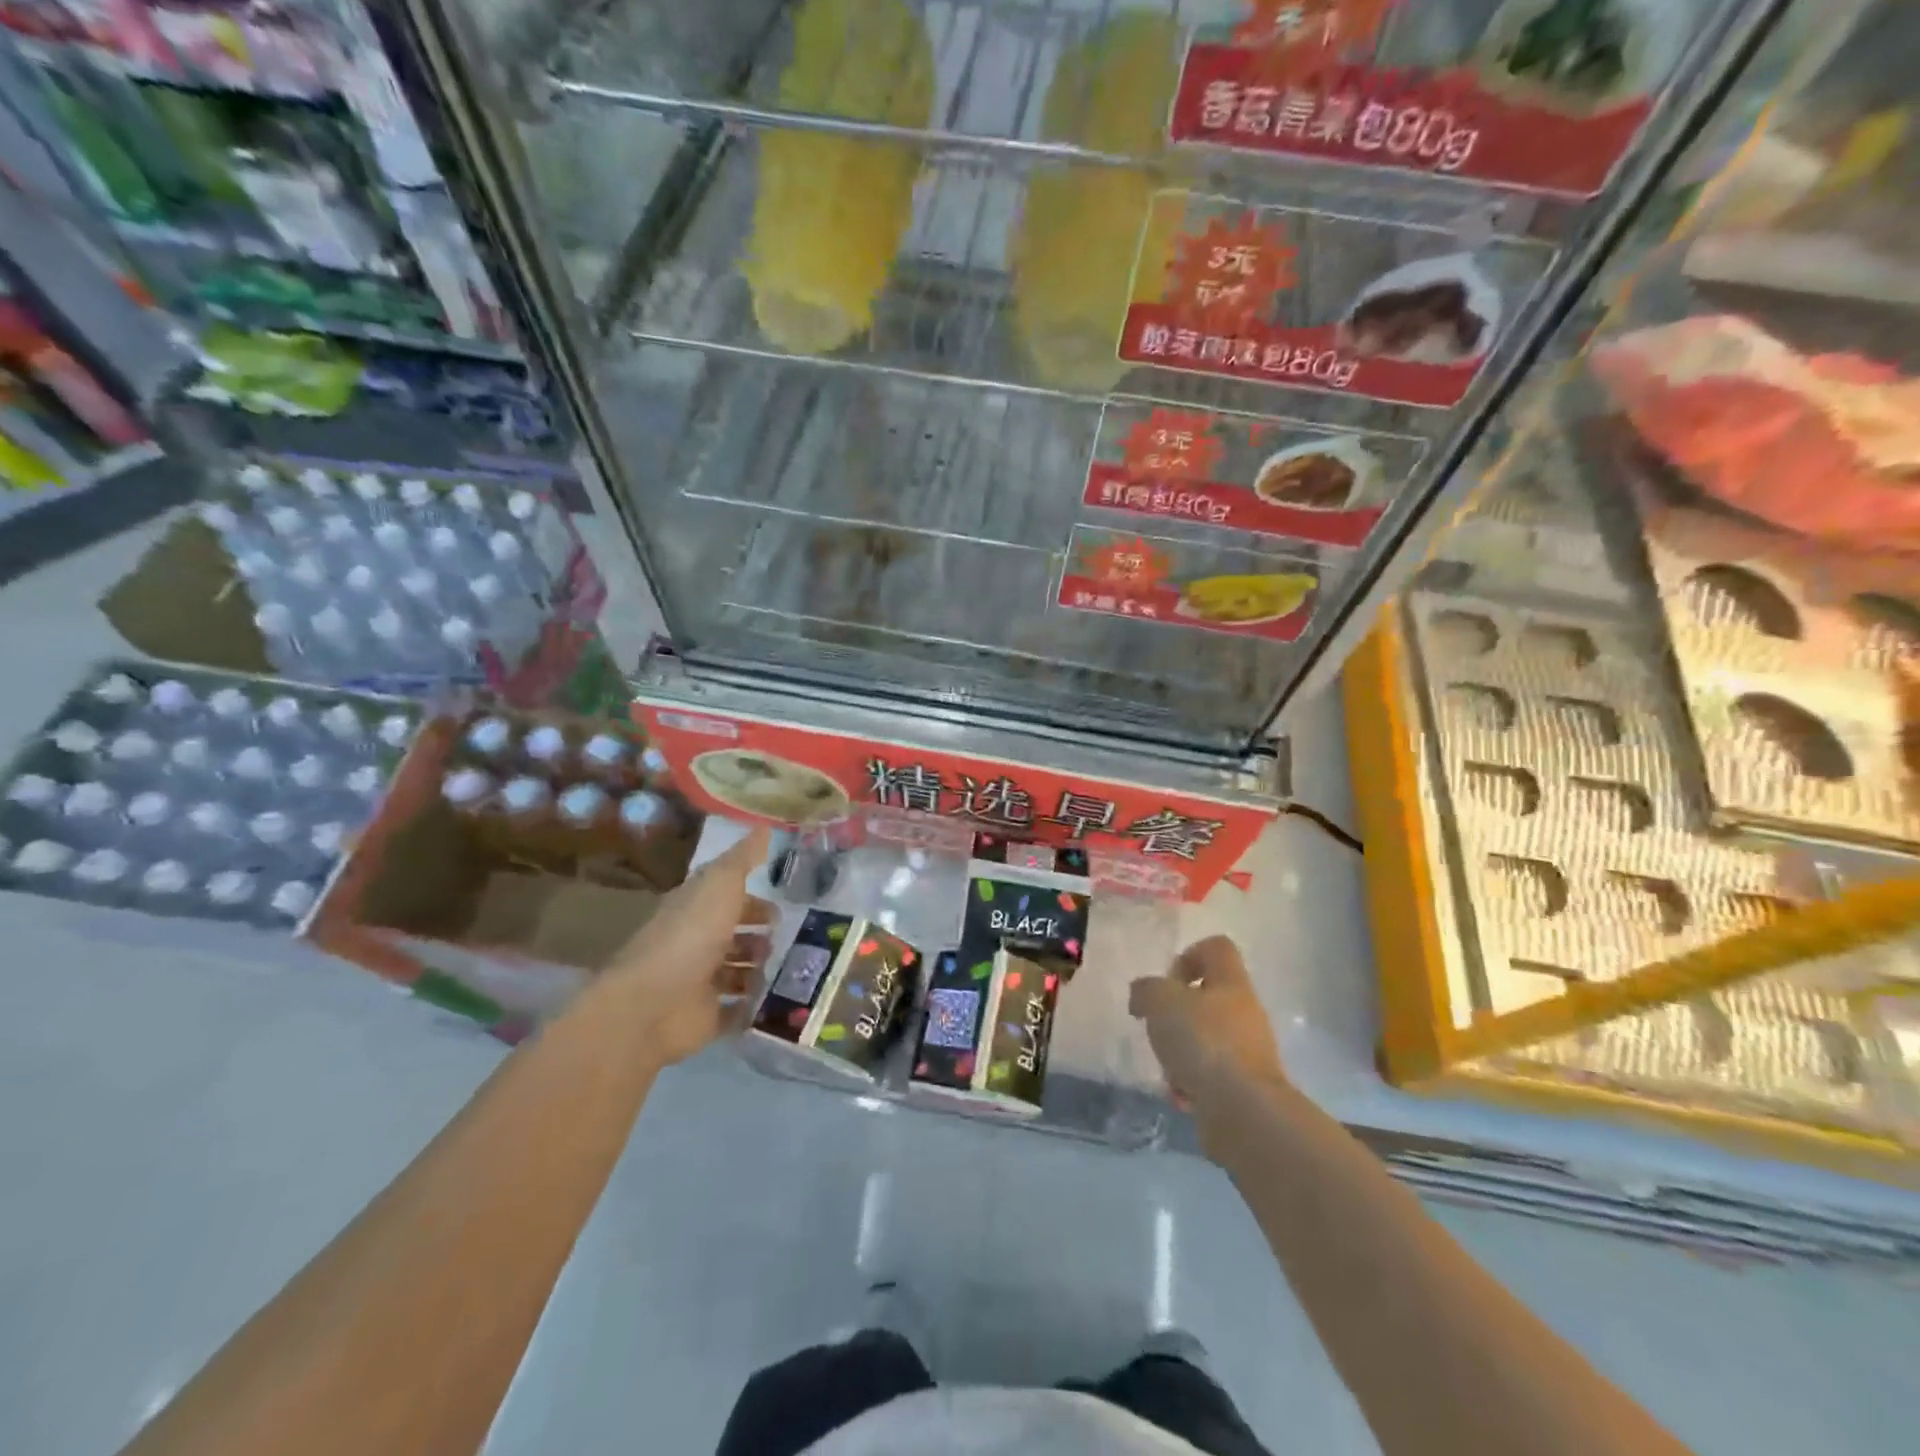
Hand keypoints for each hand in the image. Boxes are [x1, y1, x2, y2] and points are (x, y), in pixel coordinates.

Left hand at [602, 827, 773, 1065]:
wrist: (653, 1005)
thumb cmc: (689, 935)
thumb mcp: (720, 883)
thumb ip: (743, 858)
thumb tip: (765, 826)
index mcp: (696, 908)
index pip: (728, 898)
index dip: (755, 898)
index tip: (788, 901)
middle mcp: (697, 943)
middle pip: (735, 936)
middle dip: (763, 937)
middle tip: (796, 938)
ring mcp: (701, 983)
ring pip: (739, 973)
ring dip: (763, 970)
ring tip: (794, 969)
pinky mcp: (708, 1017)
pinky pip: (739, 1010)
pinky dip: (757, 1007)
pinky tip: (785, 1000)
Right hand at [1130, 935, 1286, 1123]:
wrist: (1246, 1113)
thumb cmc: (1204, 1043)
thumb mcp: (1161, 1002)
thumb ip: (1146, 990)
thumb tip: (1143, 995)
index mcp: (1231, 982)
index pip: (1216, 948)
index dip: (1188, 956)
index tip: (1167, 983)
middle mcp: (1245, 1012)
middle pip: (1207, 998)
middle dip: (1175, 1015)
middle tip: (1159, 1029)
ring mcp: (1249, 1051)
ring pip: (1205, 1040)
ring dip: (1180, 1053)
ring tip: (1168, 1070)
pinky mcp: (1246, 1088)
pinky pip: (1210, 1077)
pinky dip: (1191, 1084)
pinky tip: (1181, 1096)